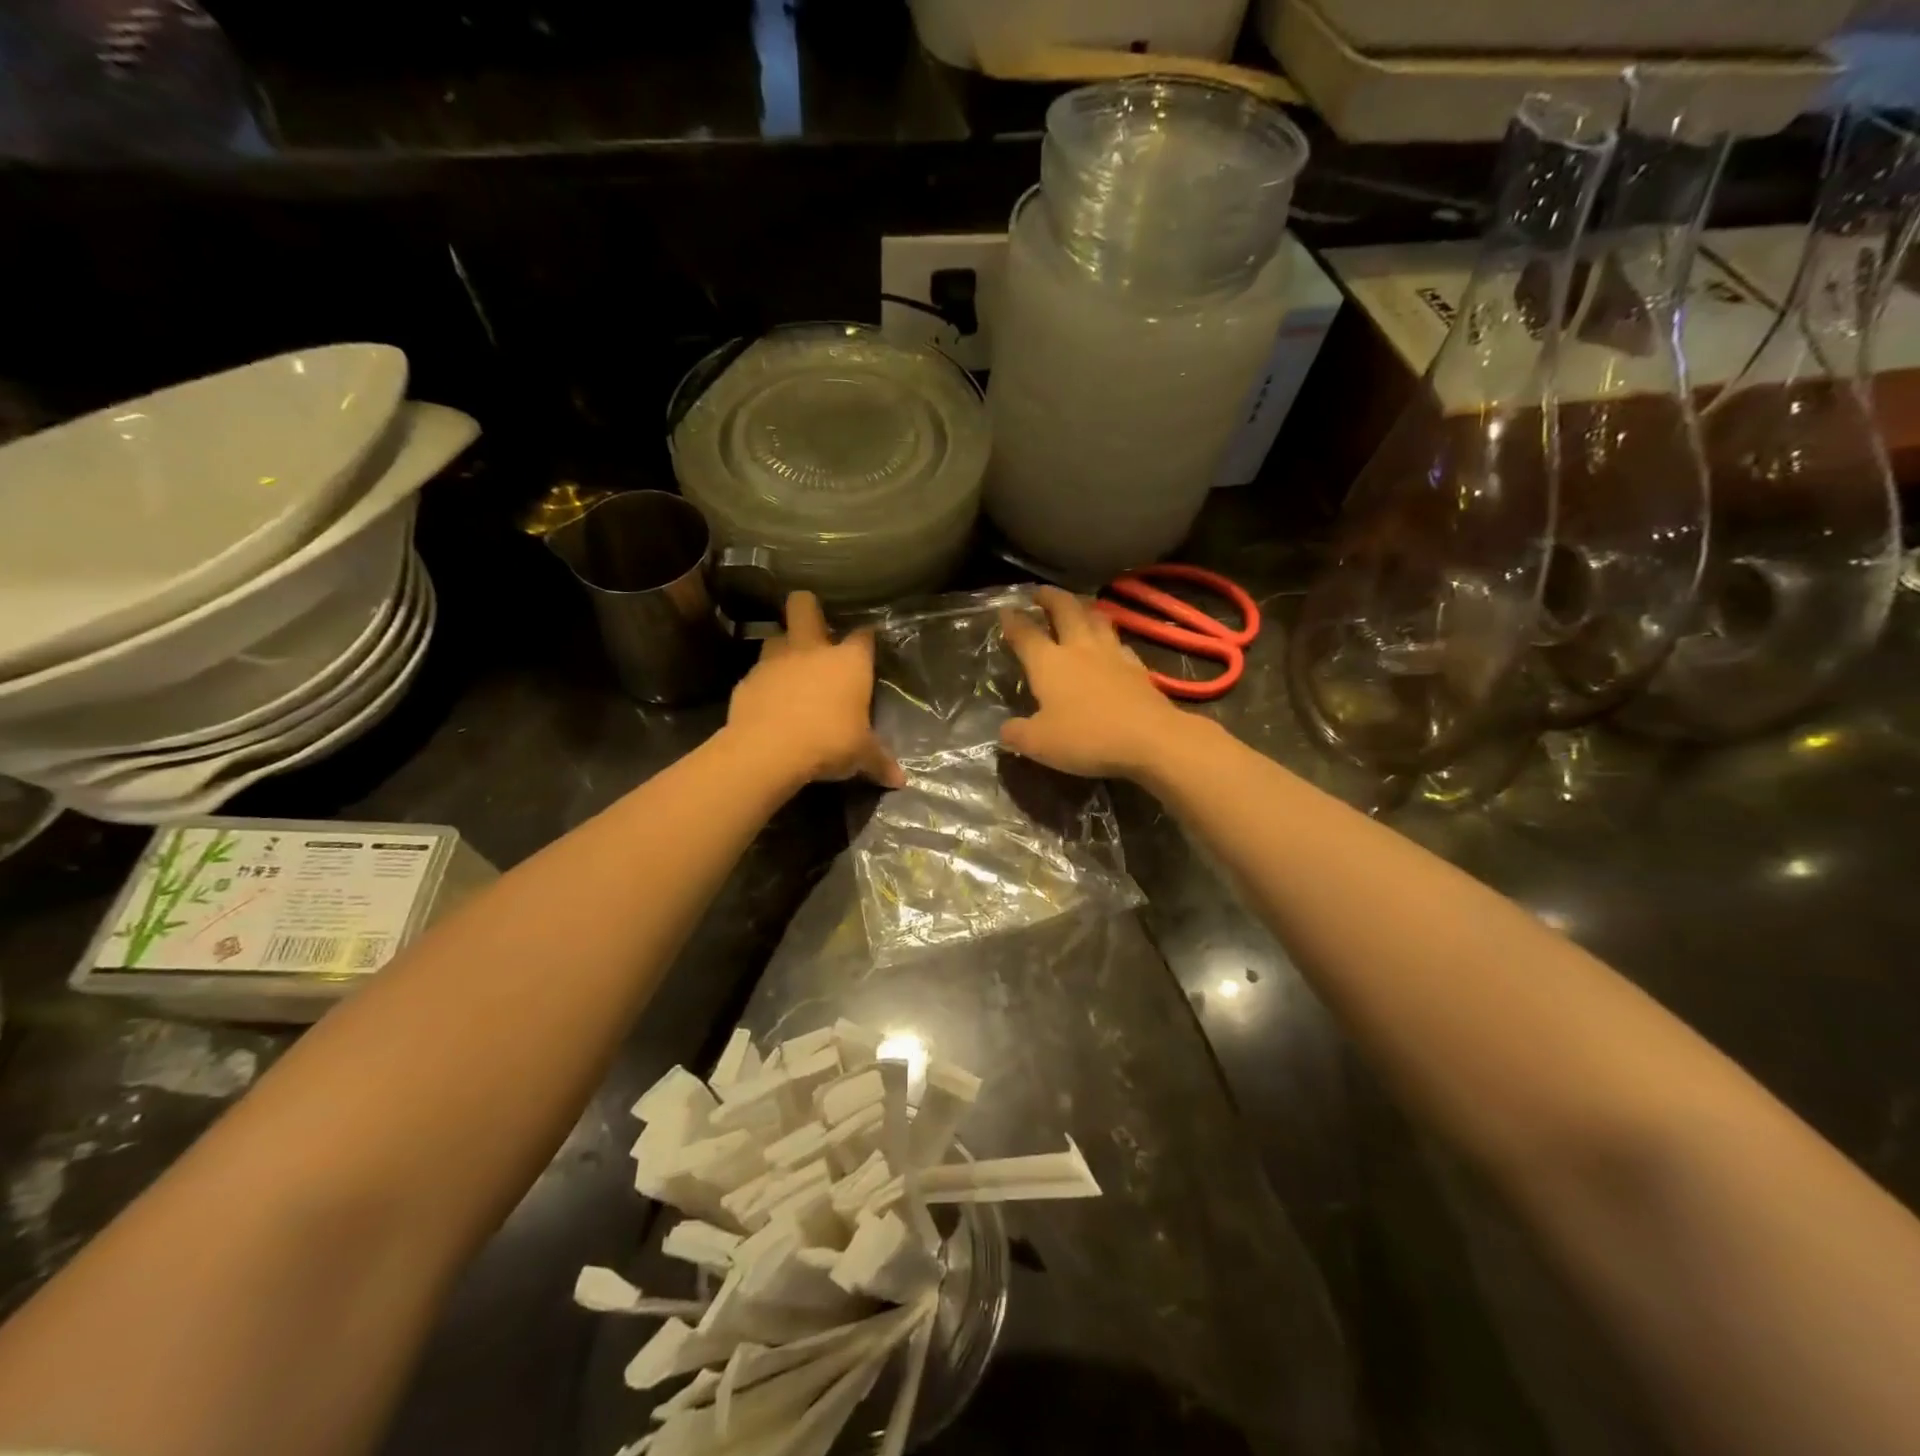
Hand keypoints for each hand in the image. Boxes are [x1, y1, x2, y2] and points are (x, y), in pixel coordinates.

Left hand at [727, 592, 903, 787]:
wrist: (769, 750)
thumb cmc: (829, 742)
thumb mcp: (861, 756)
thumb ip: (879, 761)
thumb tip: (900, 780)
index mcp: (848, 661)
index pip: (863, 636)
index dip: (866, 640)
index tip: (867, 648)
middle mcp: (811, 650)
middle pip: (804, 605)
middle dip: (809, 609)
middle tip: (816, 630)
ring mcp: (774, 661)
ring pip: (776, 636)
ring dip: (784, 649)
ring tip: (791, 671)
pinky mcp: (747, 681)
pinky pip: (758, 673)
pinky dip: (765, 684)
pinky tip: (770, 704)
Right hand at [998, 587, 1194, 779]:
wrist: (1150, 738)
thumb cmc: (1086, 737)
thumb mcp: (1038, 743)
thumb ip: (1016, 734)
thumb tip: (1005, 730)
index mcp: (1048, 662)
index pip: (1025, 633)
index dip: (1013, 620)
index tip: (1006, 610)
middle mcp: (1080, 649)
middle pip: (1065, 610)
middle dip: (1051, 597)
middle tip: (1041, 592)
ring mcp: (1113, 654)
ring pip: (1097, 618)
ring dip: (1084, 608)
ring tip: (1078, 607)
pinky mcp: (1138, 668)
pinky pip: (1120, 643)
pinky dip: (1110, 638)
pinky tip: (1111, 645)